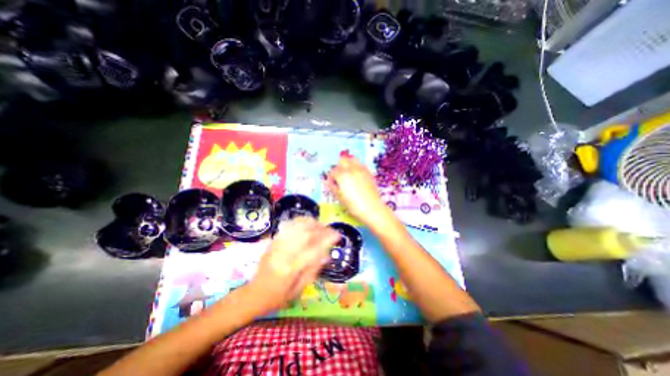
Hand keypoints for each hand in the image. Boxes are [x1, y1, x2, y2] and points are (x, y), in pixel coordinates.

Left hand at [246, 216, 340, 312]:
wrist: (253, 294)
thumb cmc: (277, 298)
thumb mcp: (298, 291)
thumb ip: (313, 272)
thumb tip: (326, 255)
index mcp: (290, 270)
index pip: (313, 250)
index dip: (327, 240)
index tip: (338, 236)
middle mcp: (283, 254)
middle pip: (305, 234)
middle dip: (321, 228)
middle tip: (331, 229)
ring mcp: (276, 246)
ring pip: (296, 227)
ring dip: (311, 223)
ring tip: (321, 224)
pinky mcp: (272, 242)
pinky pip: (288, 227)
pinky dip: (300, 222)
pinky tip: (308, 222)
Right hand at [328, 155, 390, 226]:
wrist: (372, 208)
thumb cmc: (353, 205)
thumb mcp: (340, 198)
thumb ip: (332, 187)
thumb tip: (327, 182)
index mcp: (342, 175)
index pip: (333, 171)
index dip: (331, 178)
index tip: (332, 184)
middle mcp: (351, 169)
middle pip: (342, 160)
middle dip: (339, 167)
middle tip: (339, 177)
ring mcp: (361, 169)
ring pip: (352, 159)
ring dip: (348, 163)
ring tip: (348, 172)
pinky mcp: (368, 172)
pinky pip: (361, 164)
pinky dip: (357, 166)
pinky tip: (356, 174)